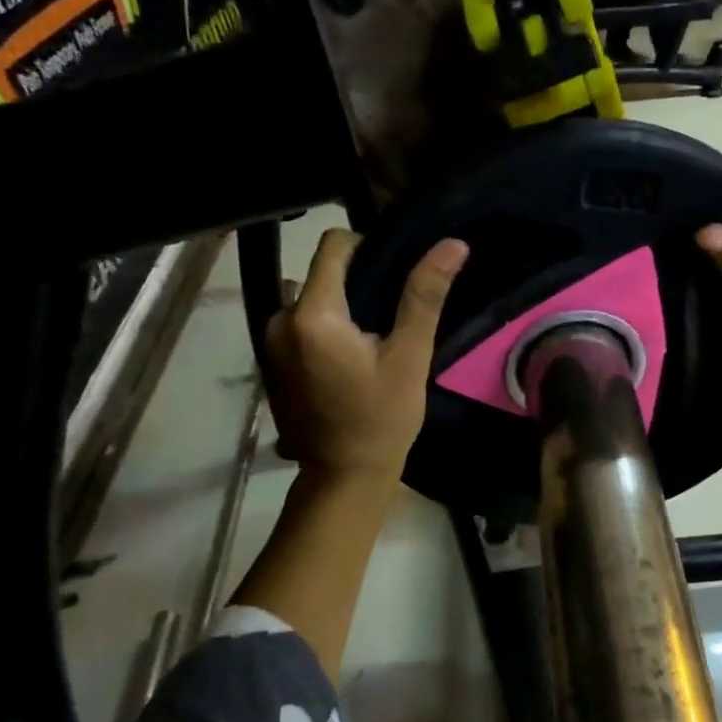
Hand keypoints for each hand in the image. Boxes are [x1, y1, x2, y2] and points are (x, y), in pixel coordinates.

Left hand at [265, 230, 467, 488]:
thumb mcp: (409, 357)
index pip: (333, 246)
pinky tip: (347, 360)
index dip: (367, 248)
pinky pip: (299, 325)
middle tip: (390, 317)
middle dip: (355, 284)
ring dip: (339, 309)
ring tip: (370, 340)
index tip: (394, 275)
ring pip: (310, 299)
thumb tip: (452, 244)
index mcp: (312, 314)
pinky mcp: (270, 361)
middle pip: (320, 274)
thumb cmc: (382, 419)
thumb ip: (424, 296)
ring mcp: (269, 342)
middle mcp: (279, 319)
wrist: (343, 477)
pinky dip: (323, 330)